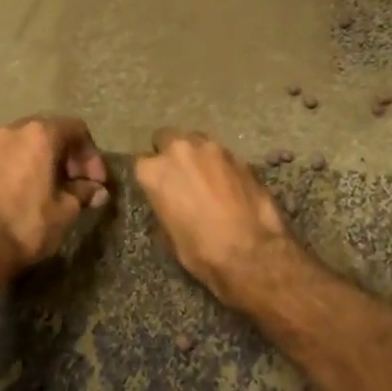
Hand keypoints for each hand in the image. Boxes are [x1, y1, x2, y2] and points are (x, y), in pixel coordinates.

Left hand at [0, 115, 109, 273]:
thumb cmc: (27, 224)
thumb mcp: (65, 210)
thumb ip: (83, 193)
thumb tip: (97, 191)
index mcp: (40, 134)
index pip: (76, 130)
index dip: (92, 156)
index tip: (96, 182)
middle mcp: (13, 130)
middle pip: (50, 131)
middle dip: (69, 156)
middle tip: (78, 184)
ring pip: (26, 143)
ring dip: (45, 160)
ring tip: (54, 189)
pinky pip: (7, 155)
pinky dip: (23, 166)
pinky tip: (28, 192)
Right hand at [134, 129, 294, 302]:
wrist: (249, 252)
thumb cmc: (200, 250)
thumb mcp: (169, 233)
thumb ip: (165, 203)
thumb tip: (171, 200)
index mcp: (155, 171)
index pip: (141, 162)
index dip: (152, 175)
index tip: (158, 187)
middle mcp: (180, 150)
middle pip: (168, 138)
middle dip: (172, 153)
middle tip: (181, 177)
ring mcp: (213, 149)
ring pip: (197, 141)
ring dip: (198, 156)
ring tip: (207, 179)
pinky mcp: (240, 156)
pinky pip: (223, 155)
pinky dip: (222, 166)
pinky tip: (230, 186)